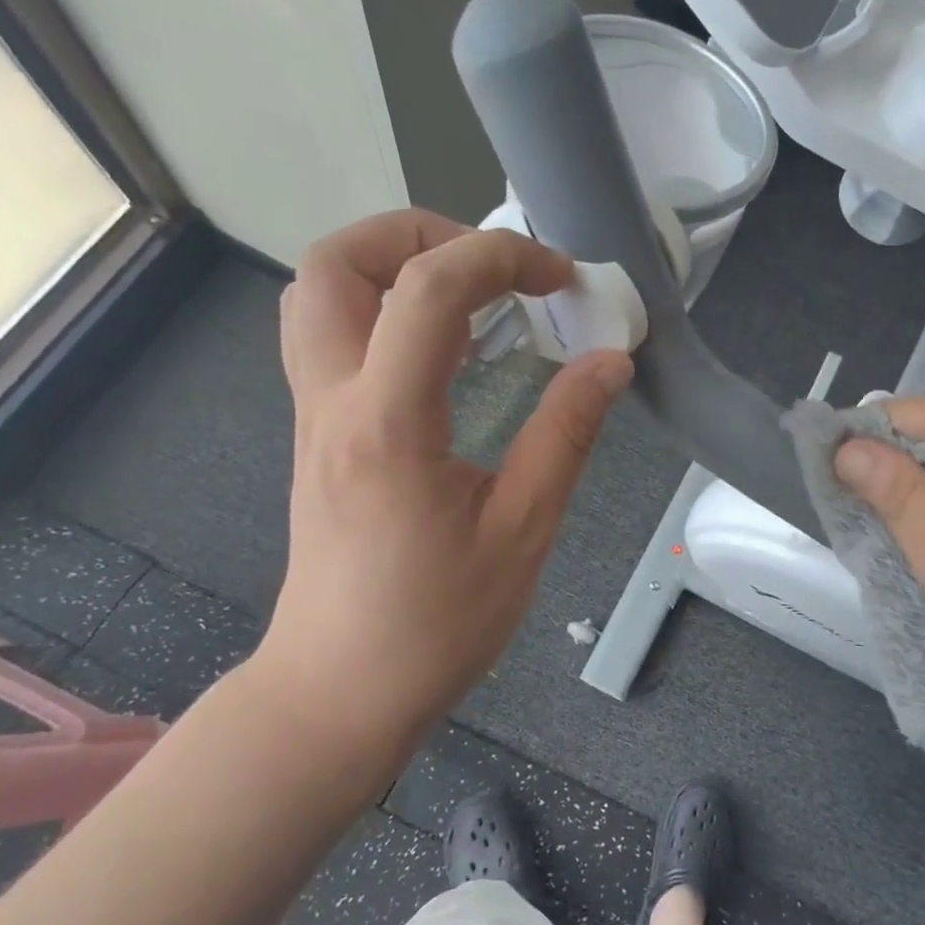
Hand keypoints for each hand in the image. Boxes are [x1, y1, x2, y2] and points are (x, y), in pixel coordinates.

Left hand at [251, 210, 631, 757]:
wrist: (341, 690)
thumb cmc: (436, 625)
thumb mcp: (522, 532)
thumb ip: (565, 435)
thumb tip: (610, 361)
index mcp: (388, 424)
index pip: (426, 289)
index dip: (499, 257)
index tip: (561, 278)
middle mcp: (333, 402)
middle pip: (334, 263)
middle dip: (419, 234)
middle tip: (493, 267)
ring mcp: (314, 416)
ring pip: (318, 294)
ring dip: (392, 266)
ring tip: (470, 295)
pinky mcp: (318, 435)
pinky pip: (332, 337)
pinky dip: (385, 310)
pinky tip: (446, 351)